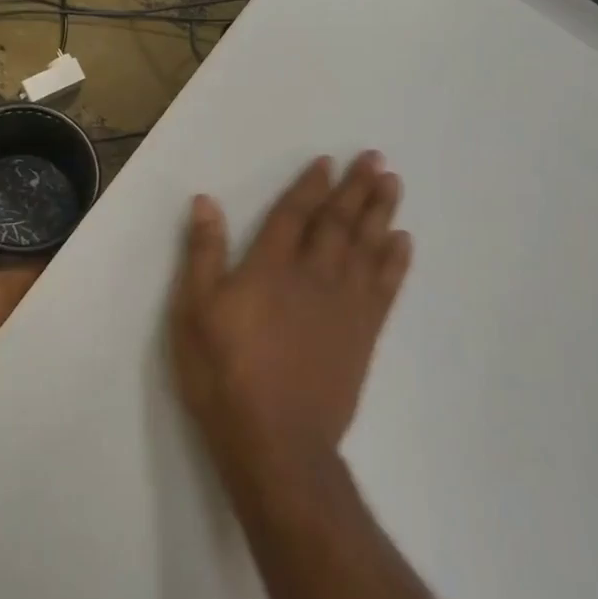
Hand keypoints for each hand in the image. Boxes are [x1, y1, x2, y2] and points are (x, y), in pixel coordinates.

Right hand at [169, 152, 411, 480]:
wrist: (277, 440)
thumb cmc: (225, 374)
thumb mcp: (194, 312)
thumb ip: (203, 254)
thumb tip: (207, 202)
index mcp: (271, 267)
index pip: (295, 214)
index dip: (311, 186)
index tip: (327, 161)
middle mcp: (314, 275)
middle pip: (338, 222)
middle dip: (356, 188)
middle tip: (376, 158)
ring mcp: (344, 304)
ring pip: (368, 246)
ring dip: (381, 212)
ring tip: (393, 183)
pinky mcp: (363, 333)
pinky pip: (386, 286)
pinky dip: (396, 261)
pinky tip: (403, 241)